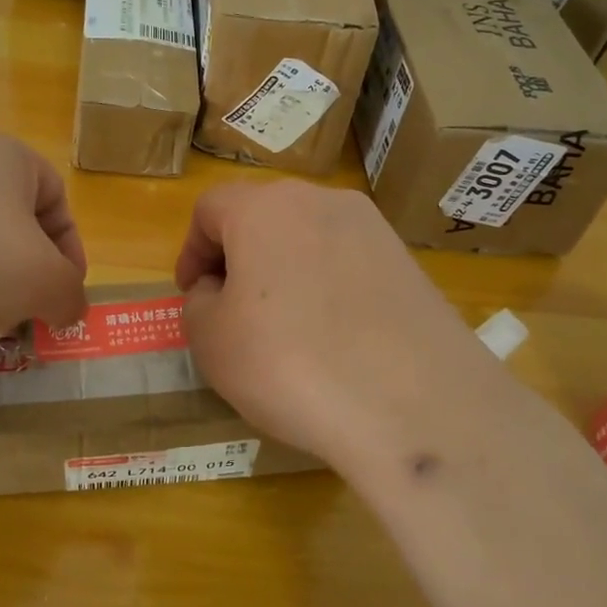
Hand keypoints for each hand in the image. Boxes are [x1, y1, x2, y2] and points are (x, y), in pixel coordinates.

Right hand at [175, 181, 508, 474]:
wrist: (415, 405)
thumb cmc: (290, 364)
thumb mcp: (211, 340)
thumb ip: (200, 303)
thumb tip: (221, 290)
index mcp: (264, 207)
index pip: (210, 208)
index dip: (192, 250)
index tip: (192, 293)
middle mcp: (321, 200)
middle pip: (262, 215)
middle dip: (238, 256)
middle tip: (231, 307)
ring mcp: (373, 228)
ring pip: (307, 237)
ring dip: (283, 269)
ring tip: (283, 325)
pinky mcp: (408, 262)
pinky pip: (348, 262)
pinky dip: (327, 286)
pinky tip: (333, 336)